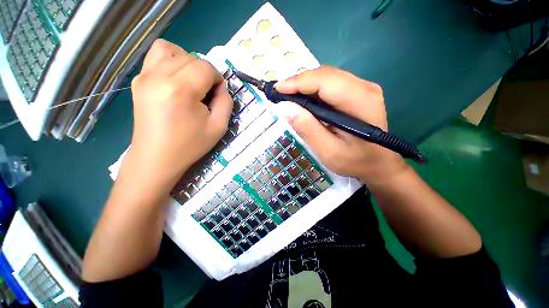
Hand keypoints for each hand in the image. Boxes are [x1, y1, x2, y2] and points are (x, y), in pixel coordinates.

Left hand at [129, 39, 232, 187]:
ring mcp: (144, 76)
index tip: (218, 94)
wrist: (157, 157)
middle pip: (191, 58)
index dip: (217, 78)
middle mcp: (158, 76)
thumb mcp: (219, 127)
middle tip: (207, 93)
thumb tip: (221, 86)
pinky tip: (177, 79)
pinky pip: (156, 55)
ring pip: (171, 49)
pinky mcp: (139, 80)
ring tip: (192, 82)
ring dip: (188, 62)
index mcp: (180, 90)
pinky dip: (171, 60)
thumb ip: (226, 102)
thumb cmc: (190, 145)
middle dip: (205, 72)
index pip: (205, 67)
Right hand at [275, 66, 407, 186]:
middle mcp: (364, 87)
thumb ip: (308, 128)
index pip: (324, 81)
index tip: (277, 90)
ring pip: (326, 76)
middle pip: (325, 75)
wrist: (378, 163)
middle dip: (298, 82)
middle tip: (279, 94)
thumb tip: (285, 107)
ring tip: (288, 97)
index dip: (297, 83)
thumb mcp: (328, 151)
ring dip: (305, 85)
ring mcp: (363, 87)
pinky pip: (330, 84)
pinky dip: (313, 89)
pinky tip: (304, 100)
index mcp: (360, 101)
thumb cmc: (355, 161)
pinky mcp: (358, 92)